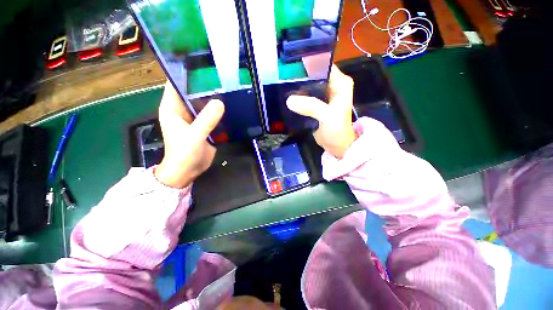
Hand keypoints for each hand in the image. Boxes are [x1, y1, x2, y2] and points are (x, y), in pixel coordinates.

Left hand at [155, 81, 224, 187]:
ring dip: (215, 98)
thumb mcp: (194, 136)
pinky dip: (220, 111)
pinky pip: (213, 115)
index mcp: (172, 108)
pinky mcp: (205, 126)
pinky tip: (232, 106)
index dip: (187, 73)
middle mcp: (183, 110)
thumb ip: (206, 120)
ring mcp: (195, 118)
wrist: (188, 171)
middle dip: (206, 85)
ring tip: (230, 88)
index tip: (204, 65)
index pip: (177, 84)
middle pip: (194, 92)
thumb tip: (220, 102)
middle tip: (223, 76)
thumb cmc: (183, 154)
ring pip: (205, 104)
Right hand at [286, 65, 355, 158]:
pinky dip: (296, 97)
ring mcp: (322, 95)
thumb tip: (289, 100)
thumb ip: (311, 106)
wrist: (337, 146)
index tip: (289, 65)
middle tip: (281, 77)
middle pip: (313, 75)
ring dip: (296, 87)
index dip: (307, 64)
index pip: (322, 65)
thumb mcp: (328, 117)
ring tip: (280, 85)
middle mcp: (331, 85)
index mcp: (340, 82)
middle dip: (298, 76)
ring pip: (307, 86)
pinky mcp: (315, 104)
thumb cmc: (338, 130)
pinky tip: (285, 97)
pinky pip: (304, 97)